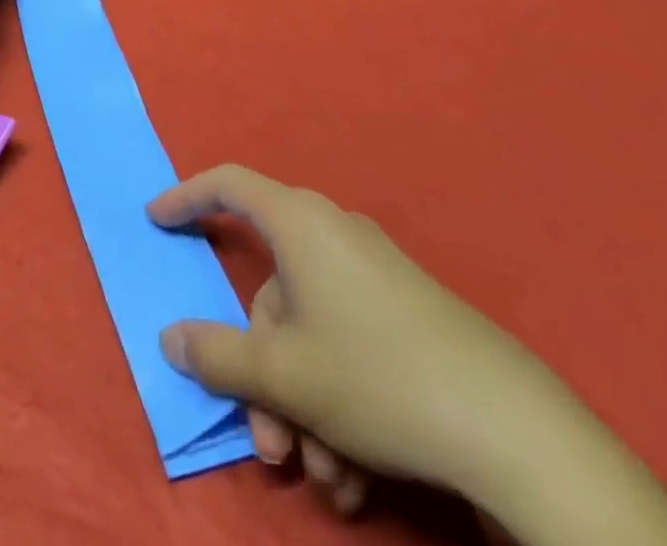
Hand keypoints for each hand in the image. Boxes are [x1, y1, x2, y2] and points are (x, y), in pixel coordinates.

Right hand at [148, 166, 598, 523]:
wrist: (511, 429)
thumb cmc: (376, 377)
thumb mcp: (283, 374)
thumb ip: (216, 354)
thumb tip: (171, 336)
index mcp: (300, 223)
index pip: (229, 186)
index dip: (186, 197)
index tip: (156, 220)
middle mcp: (333, 235)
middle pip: (270, 293)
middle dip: (260, 375)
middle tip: (269, 445)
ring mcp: (372, 274)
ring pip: (308, 333)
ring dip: (300, 406)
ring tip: (325, 479)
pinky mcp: (405, 315)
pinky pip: (346, 346)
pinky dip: (336, 404)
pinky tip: (356, 475)